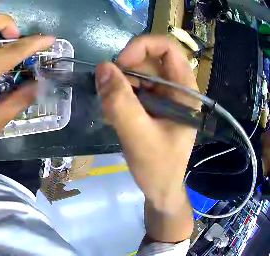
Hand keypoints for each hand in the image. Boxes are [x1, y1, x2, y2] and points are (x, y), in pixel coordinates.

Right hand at [95, 36, 198, 210]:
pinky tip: (116, 116)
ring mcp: (166, 95)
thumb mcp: (139, 138)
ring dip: (121, 87)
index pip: (168, 47)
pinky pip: (136, 88)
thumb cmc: (159, 169)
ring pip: (139, 73)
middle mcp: (177, 88)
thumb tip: (102, 68)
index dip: (142, 47)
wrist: (161, 190)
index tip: (121, 65)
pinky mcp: (155, 104)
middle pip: (149, 59)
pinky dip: (122, 97)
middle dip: (127, 72)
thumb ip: (121, 103)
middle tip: (111, 95)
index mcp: (185, 91)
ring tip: (113, 112)